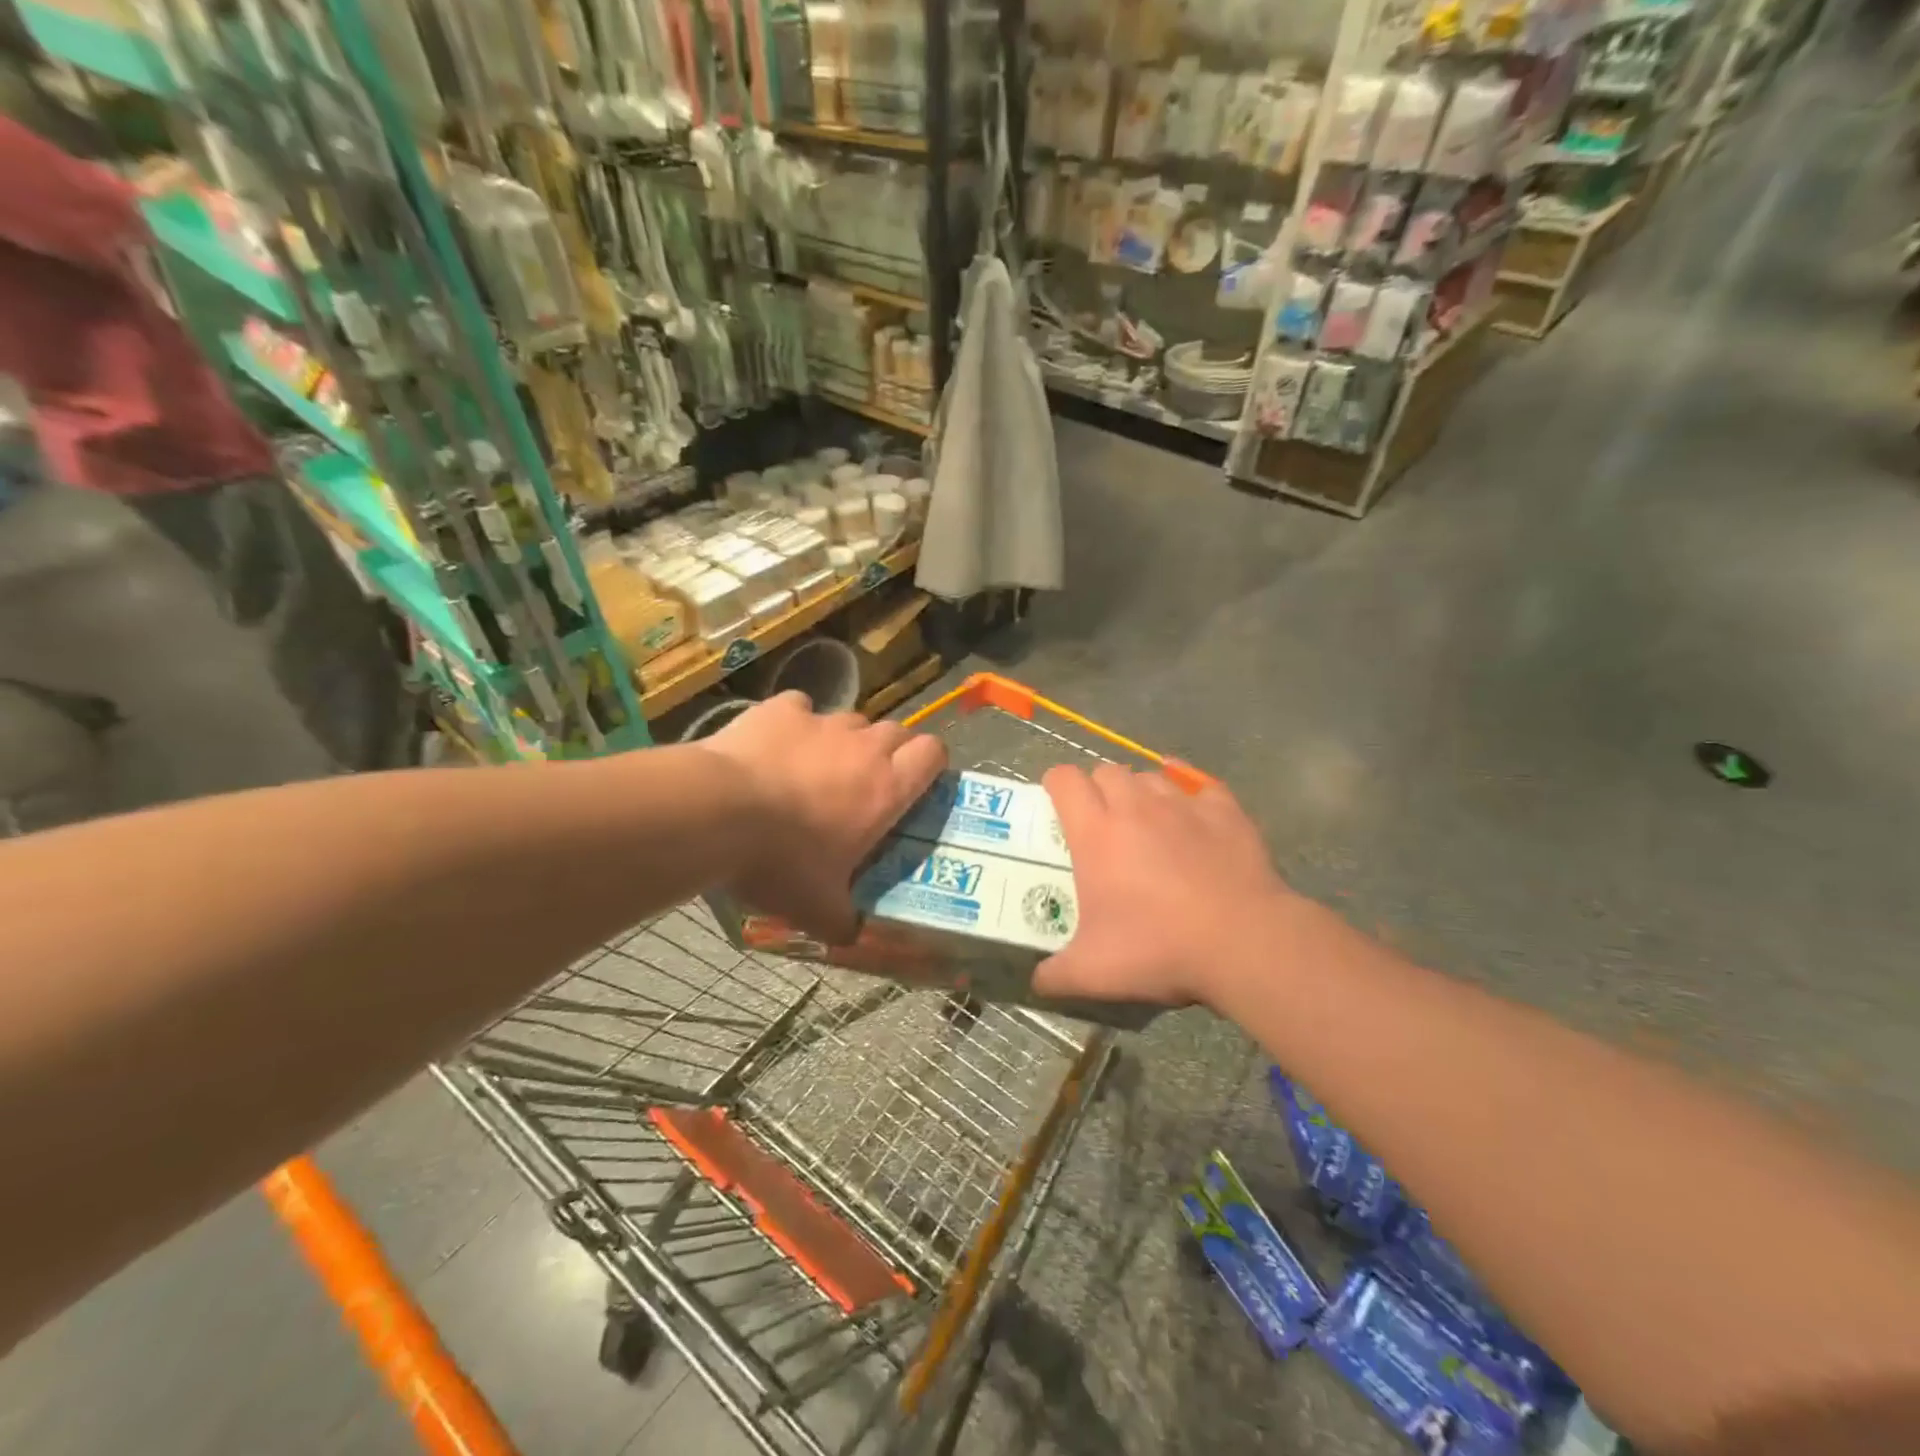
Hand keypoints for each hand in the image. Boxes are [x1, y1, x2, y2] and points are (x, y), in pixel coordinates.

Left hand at [698, 691, 946, 941]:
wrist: (717, 814)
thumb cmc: (780, 862)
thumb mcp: (817, 908)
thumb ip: (843, 922)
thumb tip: (851, 937)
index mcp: (887, 789)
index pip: (933, 752)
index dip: (930, 763)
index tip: (916, 783)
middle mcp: (864, 747)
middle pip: (896, 731)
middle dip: (889, 752)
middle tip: (865, 784)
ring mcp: (822, 722)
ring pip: (851, 720)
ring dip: (844, 740)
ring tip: (815, 768)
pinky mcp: (781, 709)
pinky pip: (800, 707)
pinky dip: (795, 723)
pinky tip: (776, 745)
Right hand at [1034, 762, 1296, 1010]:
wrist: (1244, 942)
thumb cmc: (1159, 948)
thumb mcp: (1094, 972)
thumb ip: (1056, 975)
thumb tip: (1038, 982)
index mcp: (1096, 832)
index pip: (1064, 779)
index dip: (1055, 786)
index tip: (1058, 808)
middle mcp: (1136, 805)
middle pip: (1106, 771)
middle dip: (1098, 790)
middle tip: (1102, 825)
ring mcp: (1184, 804)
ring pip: (1151, 777)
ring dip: (1141, 793)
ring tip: (1148, 825)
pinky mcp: (1225, 811)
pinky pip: (1201, 786)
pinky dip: (1191, 795)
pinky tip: (1193, 813)